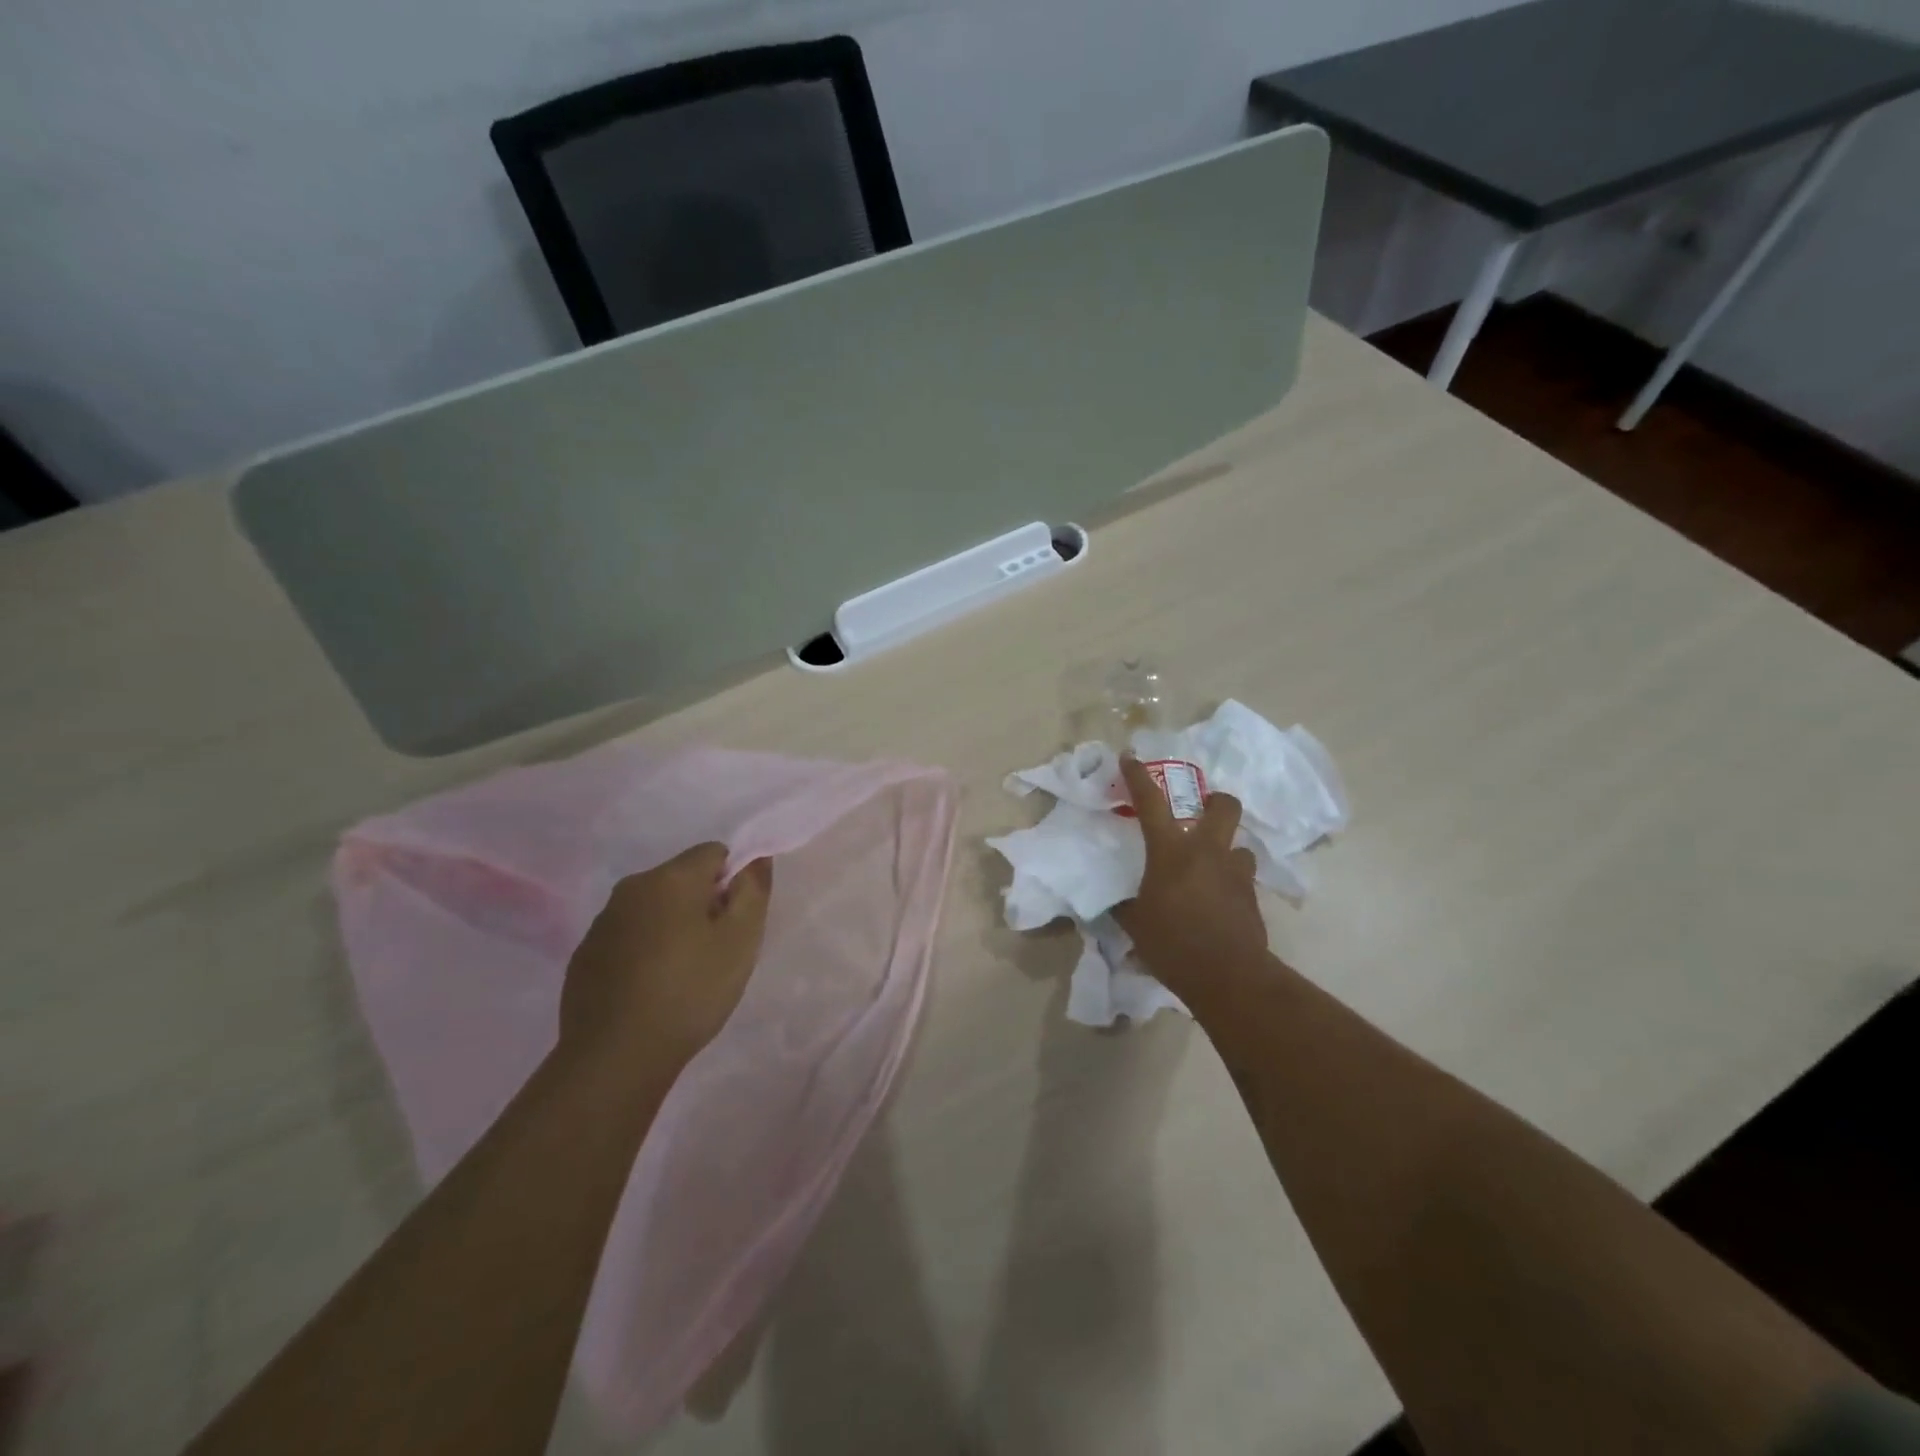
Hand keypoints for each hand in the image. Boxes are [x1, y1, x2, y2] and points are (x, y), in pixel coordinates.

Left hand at [559, 844, 772, 1079]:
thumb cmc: (690, 992)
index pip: (715, 853)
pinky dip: (643, 952)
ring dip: (672, 928)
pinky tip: (649, 990)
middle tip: (715, 952)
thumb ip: (753, 890)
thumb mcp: (741, 940)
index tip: (734, 923)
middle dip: (703, 905)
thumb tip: (755, 858)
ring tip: (681, 976)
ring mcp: (602, 922)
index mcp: (670, 878)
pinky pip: (627, 937)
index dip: (733, 883)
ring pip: (653, 909)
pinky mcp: (584, 956)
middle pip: (682, 879)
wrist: (615, 1057)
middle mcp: (631, 888)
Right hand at [1115, 755, 1274, 1007]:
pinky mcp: (1253, 897)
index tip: (1130, 756)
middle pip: (1224, 806)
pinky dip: (1230, 882)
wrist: (1228, 977)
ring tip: (1211, 867)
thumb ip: (1124, 906)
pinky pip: (1242, 878)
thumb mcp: (1135, 924)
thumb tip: (1114, 902)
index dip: (1138, 776)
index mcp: (1171, 851)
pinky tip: (1218, 901)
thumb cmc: (1173, 944)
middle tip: (1201, 811)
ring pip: (1239, 845)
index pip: (1151, 802)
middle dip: (1215, 800)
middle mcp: (1207, 851)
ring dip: (1225, 851)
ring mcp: (1236, 873)